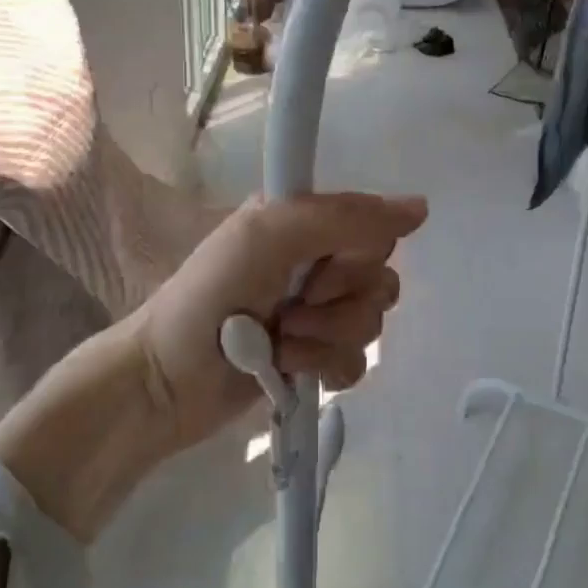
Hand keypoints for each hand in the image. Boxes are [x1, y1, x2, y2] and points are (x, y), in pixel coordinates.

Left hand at [0, 192, 426, 543]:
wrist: (167, 379)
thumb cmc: (208, 297)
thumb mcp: (267, 236)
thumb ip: (342, 217)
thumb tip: (420, 208)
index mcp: (306, 224)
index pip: (374, 231)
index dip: (355, 256)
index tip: (317, 268)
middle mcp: (316, 263)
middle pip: (379, 280)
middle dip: (338, 304)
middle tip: (290, 309)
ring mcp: (316, 314)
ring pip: (371, 324)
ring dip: (325, 339)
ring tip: (280, 343)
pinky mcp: (314, 359)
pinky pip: (357, 364)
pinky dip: (325, 368)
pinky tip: (290, 370)